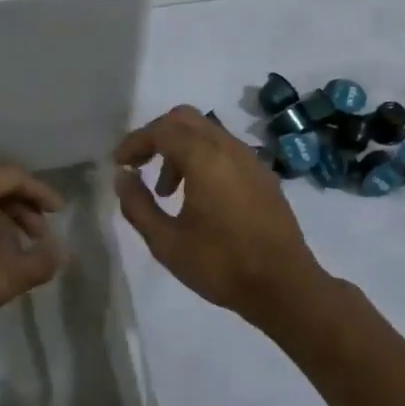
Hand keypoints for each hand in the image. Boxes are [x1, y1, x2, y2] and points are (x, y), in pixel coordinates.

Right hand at [114, 105, 330, 322]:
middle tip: (139, 165)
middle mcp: (229, 148)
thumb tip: (123, 177)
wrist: (285, 286)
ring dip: (180, 149)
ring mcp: (251, 160)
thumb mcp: (167, 242)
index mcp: (205, 158)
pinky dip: (203, 158)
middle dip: (157, 136)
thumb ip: (138, 205)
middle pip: (186, 119)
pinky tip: (198, 197)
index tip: (119, 164)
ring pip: (207, 133)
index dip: (135, 142)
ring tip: (167, 191)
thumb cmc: (221, 265)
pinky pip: (226, 150)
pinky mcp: (264, 175)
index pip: (162, 130)